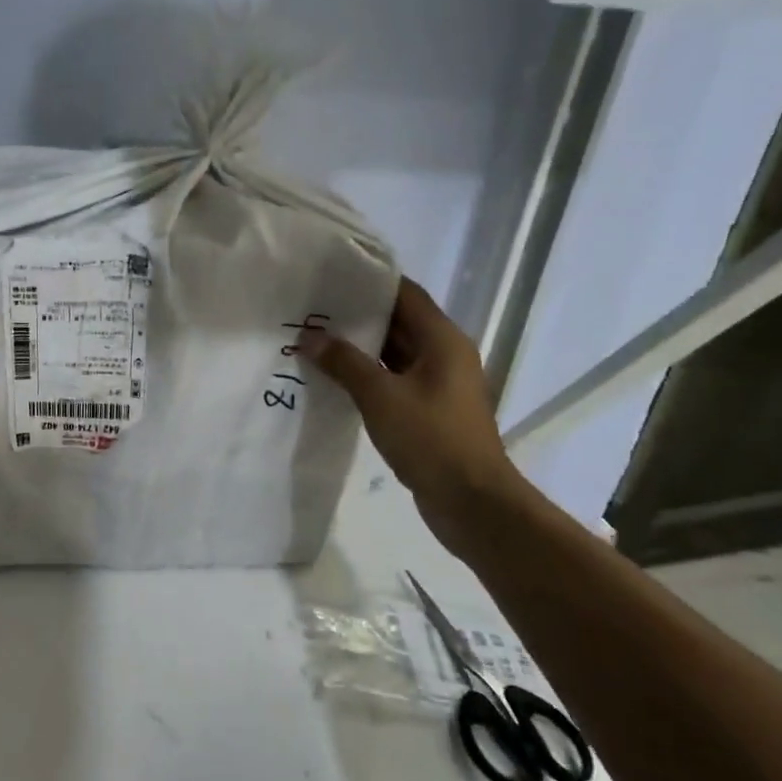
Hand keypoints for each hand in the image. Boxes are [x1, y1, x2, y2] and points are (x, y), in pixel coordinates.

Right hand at [300, 278, 529, 553]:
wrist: (471, 502)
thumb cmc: (431, 439)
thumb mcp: (380, 396)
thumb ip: (344, 363)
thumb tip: (309, 337)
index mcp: (443, 340)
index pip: (405, 294)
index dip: (370, 284)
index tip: (330, 279)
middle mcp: (445, 354)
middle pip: (399, 322)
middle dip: (357, 317)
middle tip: (312, 311)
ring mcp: (439, 384)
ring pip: (395, 353)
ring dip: (360, 348)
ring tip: (315, 341)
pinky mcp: (430, 409)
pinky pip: (394, 380)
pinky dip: (368, 375)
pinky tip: (334, 378)